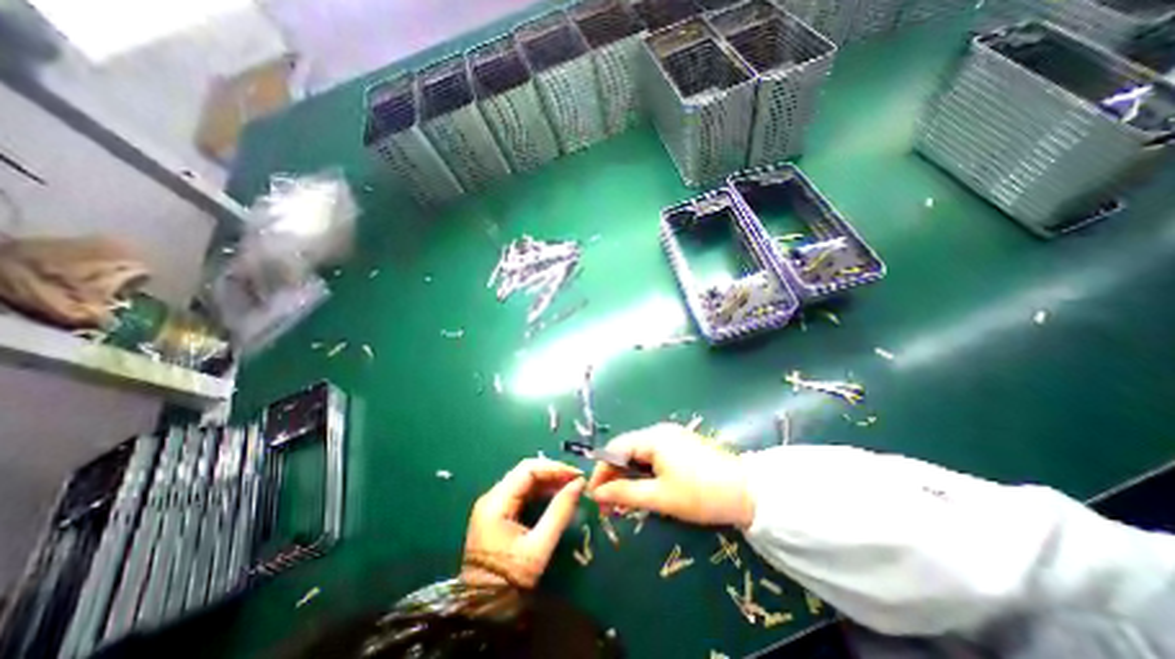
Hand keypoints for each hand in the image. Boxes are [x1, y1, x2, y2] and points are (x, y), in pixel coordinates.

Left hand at [461, 457, 583, 585]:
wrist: (481, 614)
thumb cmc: (508, 582)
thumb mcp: (538, 548)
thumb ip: (559, 512)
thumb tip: (579, 484)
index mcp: (496, 502)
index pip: (528, 470)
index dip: (554, 468)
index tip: (577, 475)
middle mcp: (492, 497)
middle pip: (525, 472)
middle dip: (552, 473)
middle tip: (576, 481)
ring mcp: (493, 505)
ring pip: (524, 481)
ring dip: (548, 482)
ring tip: (570, 488)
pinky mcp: (497, 515)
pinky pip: (522, 494)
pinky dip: (540, 493)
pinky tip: (556, 498)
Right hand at [584, 425, 750, 526]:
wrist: (748, 493)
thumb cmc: (701, 494)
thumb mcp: (660, 497)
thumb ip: (625, 493)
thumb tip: (597, 493)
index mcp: (653, 437)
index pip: (615, 449)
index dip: (601, 471)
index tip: (594, 495)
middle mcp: (659, 431)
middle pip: (627, 450)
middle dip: (614, 475)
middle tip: (609, 503)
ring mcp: (672, 437)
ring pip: (640, 454)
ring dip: (629, 476)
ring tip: (625, 500)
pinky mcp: (682, 446)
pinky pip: (654, 456)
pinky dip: (644, 472)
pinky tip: (645, 489)